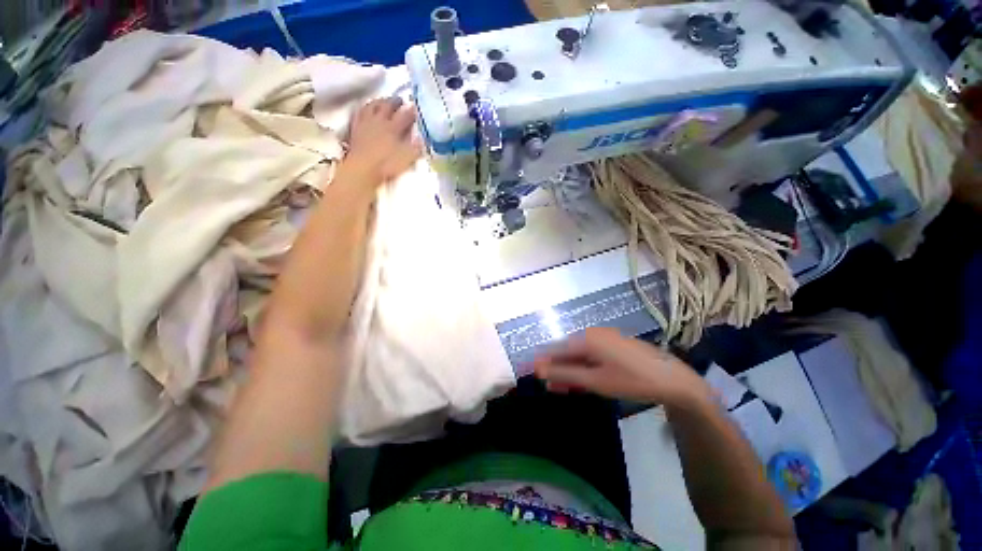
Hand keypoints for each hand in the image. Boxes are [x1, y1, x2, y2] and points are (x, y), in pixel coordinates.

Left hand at [345, 98, 421, 182]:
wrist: (362, 170)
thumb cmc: (386, 166)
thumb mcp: (406, 159)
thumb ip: (415, 148)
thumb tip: (422, 140)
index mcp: (394, 128)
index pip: (405, 116)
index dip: (412, 111)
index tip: (417, 108)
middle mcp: (380, 121)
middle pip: (387, 106)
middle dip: (395, 101)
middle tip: (401, 100)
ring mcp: (366, 123)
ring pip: (372, 106)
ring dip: (379, 102)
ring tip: (383, 101)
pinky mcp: (355, 129)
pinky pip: (359, 114)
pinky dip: (363, 109)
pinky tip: (365, 110)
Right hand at [532, 327, 709, 406]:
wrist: (673, 380)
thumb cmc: (631, 380)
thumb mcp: (595, 381)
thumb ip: (565, 374)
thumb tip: (539, 370)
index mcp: (586, 339)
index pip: (556, 349)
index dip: (544, 362)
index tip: (533, 374)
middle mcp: (593, 334)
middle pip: (568, 351)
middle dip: (558, 369)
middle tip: (551, 388)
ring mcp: (605, 338)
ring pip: (580, 354)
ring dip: (571, 370)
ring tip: (564, 388)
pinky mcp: (614, 345)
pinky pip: (592, 355)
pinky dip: (584, 367)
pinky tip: (584, 379)